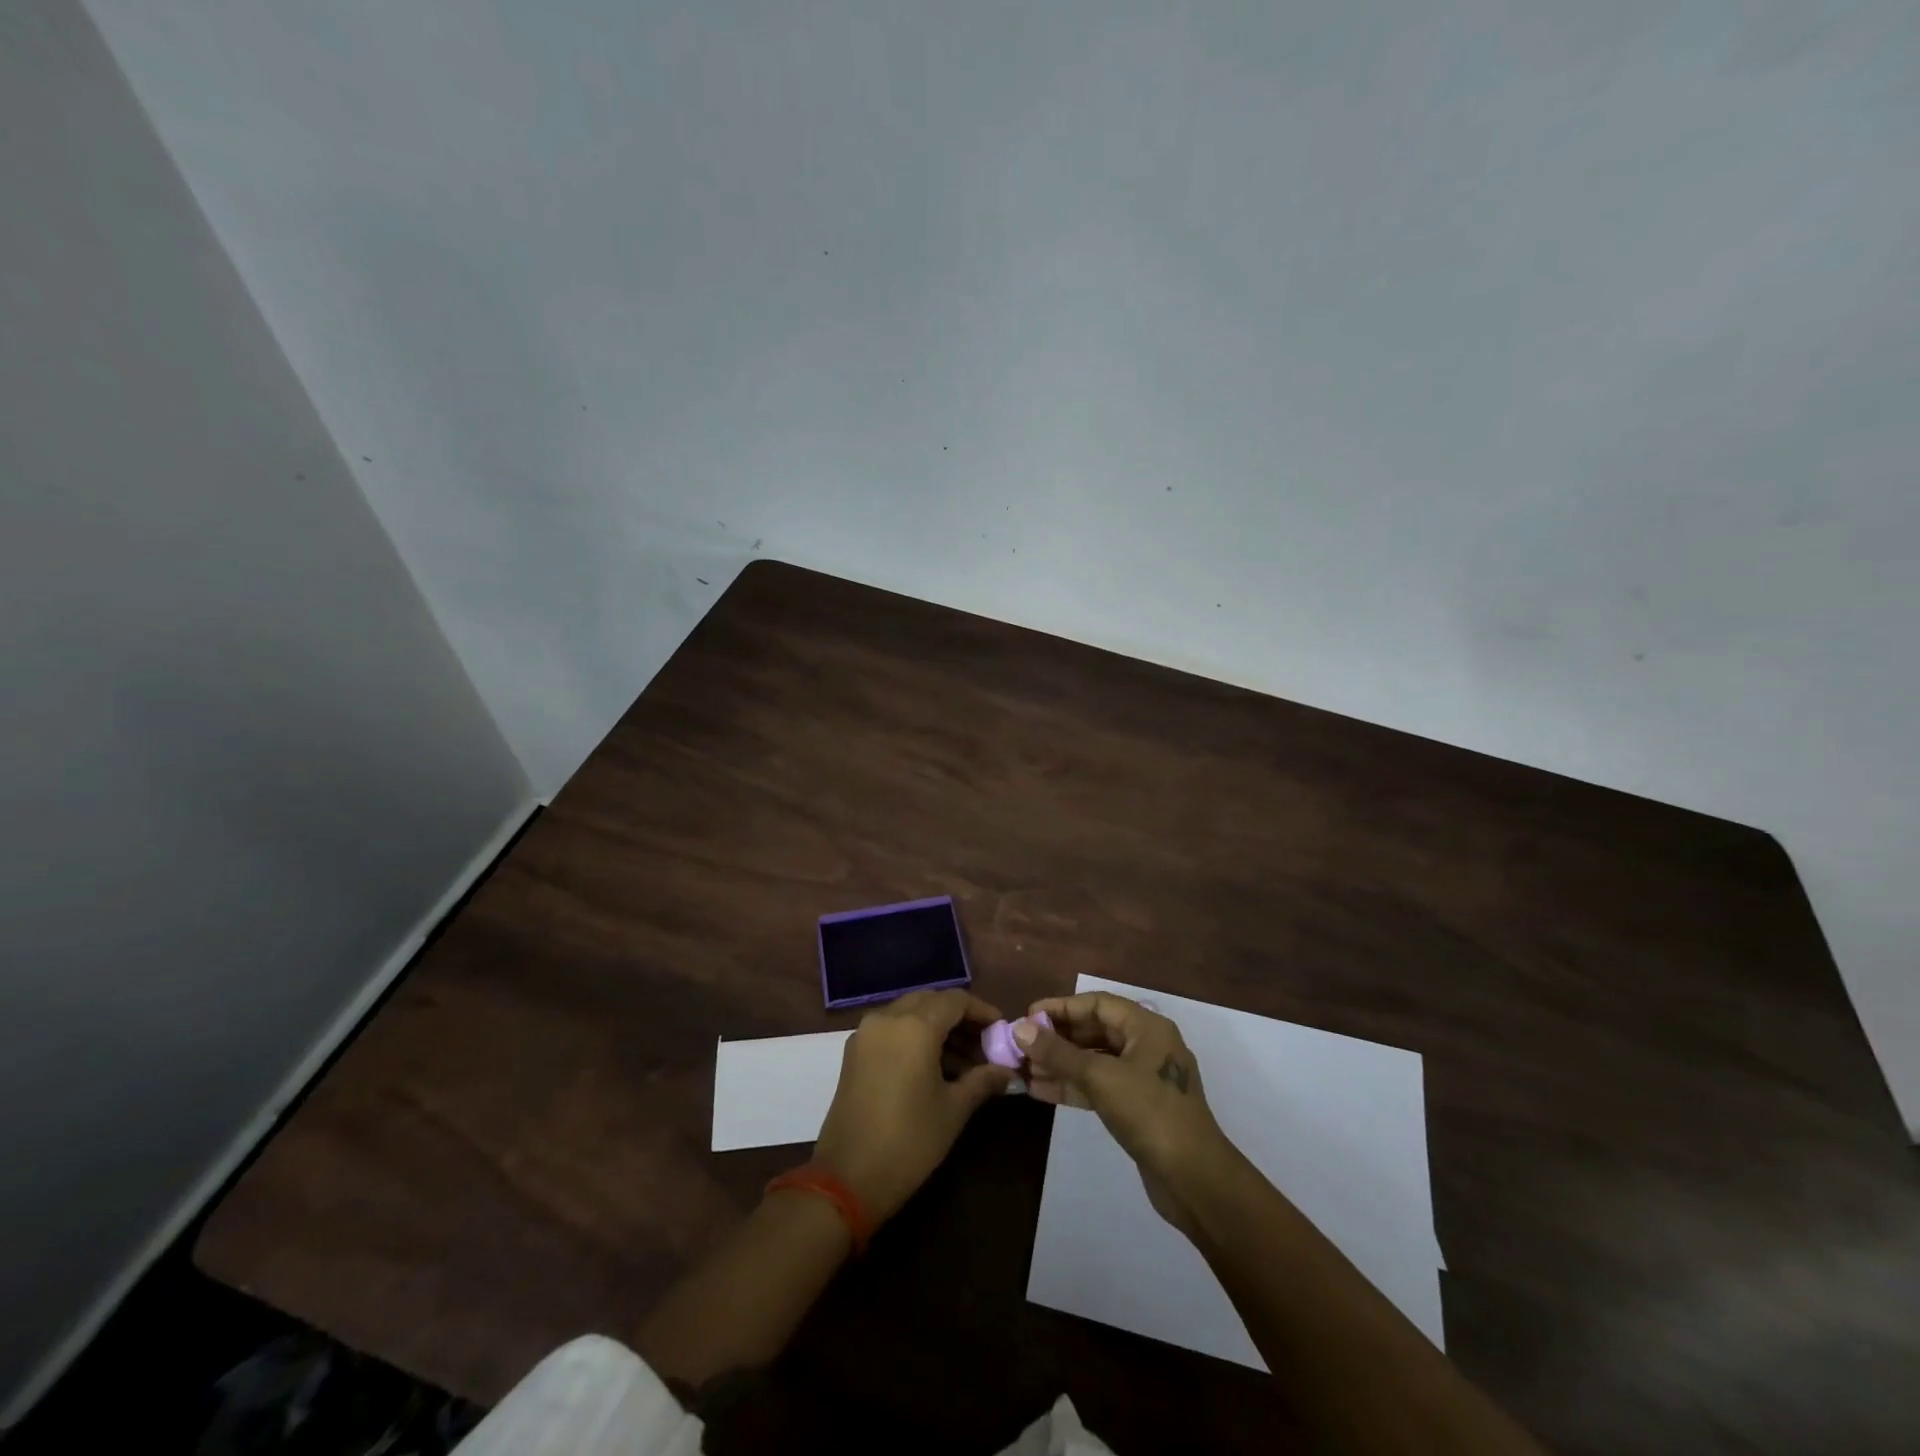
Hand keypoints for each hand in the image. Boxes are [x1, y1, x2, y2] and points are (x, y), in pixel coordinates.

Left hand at [812, 990, 1015, 1224]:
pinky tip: (933, 1066)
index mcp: (915, 1026)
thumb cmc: (909, 1141)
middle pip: (931, 1001)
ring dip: (937, 1027)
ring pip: (909, 1013)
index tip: (1000, 1030)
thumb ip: (983, 1080)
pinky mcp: (854, 1051)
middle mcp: (888, 1018)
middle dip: (959, 1018)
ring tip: (964, 1062)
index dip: (981, 1011)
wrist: (846, 1178)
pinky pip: (891, 1028)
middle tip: (984, 1044)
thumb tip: (1007, 1071)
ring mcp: (866, 1033)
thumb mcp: (953, 1110)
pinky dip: (914, 1036)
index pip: (956, 1000)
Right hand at [1018, 991, 1238, 1235]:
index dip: (1061, 1008)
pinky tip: (1040, 1091)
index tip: (1028, 1016)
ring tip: (1024, 1069)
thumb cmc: (1150, 1113)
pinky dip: (1072, 1086)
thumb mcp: (1100, 1077)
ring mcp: (1142, 1078)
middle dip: (1057, 1038)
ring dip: (1060, 1064)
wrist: (1194, 1179)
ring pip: (1094, 1061)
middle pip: (1095, 1031)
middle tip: (1021, 1045)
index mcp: (1147, 1027)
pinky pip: (1098, 1086)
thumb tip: (1020, 1029)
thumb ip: (1059, 1053)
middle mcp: (1146, 1045)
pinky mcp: (1137, 1107)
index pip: (1097, 1004)